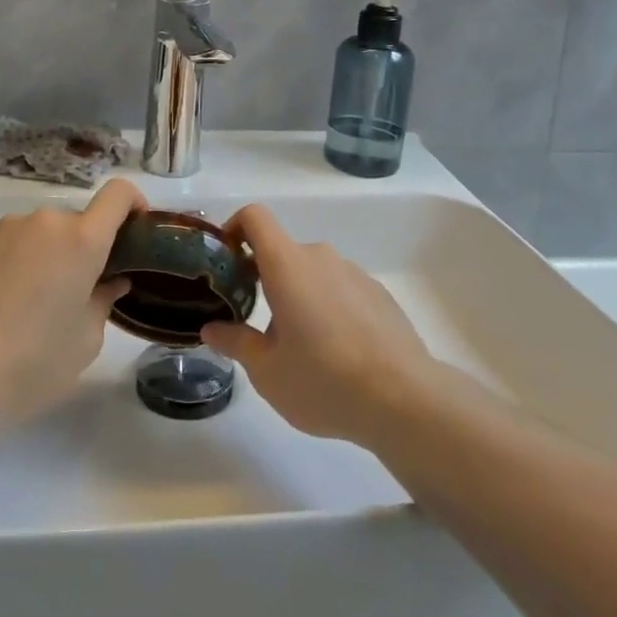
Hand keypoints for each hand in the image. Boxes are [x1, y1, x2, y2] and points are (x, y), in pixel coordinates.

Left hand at [0, 178, 141, 422]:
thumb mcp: (86, 340)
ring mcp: (5, 229)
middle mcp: (45, 223)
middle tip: (76, 292)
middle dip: (82, 249)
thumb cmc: (33, 360)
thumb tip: (109, 283)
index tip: (135, 229)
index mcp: (82, 240)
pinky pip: (10, 244)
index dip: (133, 203)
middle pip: (76, 222)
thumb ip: (103, 301)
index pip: (119, 194)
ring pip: (40, 234)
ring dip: (46, 256)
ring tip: (31, 305)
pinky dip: (16, 263)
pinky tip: (1, 305)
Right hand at [201, 203, 438, 446]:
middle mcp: (320, 257)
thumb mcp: (267, 371)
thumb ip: (235, 343)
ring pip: (312, 274)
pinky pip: (340, 289)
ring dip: (298, 297)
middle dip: (264, 279)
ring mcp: (354, 273)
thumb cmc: (324, 380)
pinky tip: (337, 354)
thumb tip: (211, 328)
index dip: (234, 227)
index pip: (255, 217)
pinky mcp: (378, 294)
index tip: (226, 260)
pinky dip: (328, 308)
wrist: (405, 398)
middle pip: (282, 252)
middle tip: (255, 324)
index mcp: (287, 265)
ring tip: (300, 349)